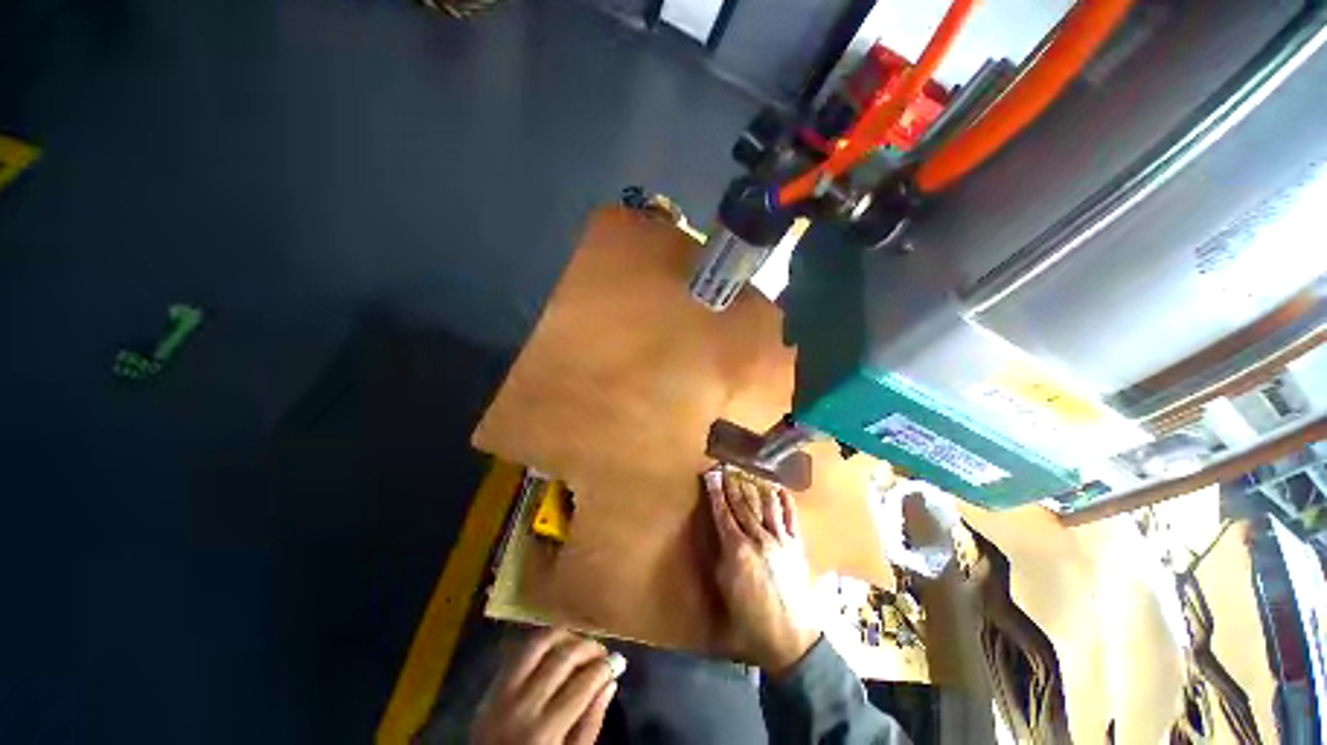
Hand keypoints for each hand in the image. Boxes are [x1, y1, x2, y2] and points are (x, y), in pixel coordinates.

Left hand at [471, 627, 621, 744]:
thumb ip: (589, 726)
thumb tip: (610, 682)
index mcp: (544, 732)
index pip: (582, 685)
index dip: (604, 668)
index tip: (618, 662)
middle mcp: (522, 706)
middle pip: (562, 658)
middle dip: (588, 648)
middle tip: (602, 651)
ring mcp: (501, 693)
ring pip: (538, 644)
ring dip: (564, 635)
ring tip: (580, 641)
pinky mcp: (489, 687)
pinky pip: (518, 651)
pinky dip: (540, 640)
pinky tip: (555, 644)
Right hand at [705, 468, 819, 673]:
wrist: (790, 639)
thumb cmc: (749, 618)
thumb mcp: (724, 588)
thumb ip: (719, 556)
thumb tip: (718, 532)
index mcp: (737, 549)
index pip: (722, 513)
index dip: (716, 492)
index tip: (711, 475)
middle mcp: (758, 538)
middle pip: (742, 504)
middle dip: (733, 484)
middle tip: (726, 467)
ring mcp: (780, 539)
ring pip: (765, 505)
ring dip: (755, 487)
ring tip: (748, 474)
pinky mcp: (796, 545)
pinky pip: (790, 517)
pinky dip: (785, 501)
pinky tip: (779, 489)